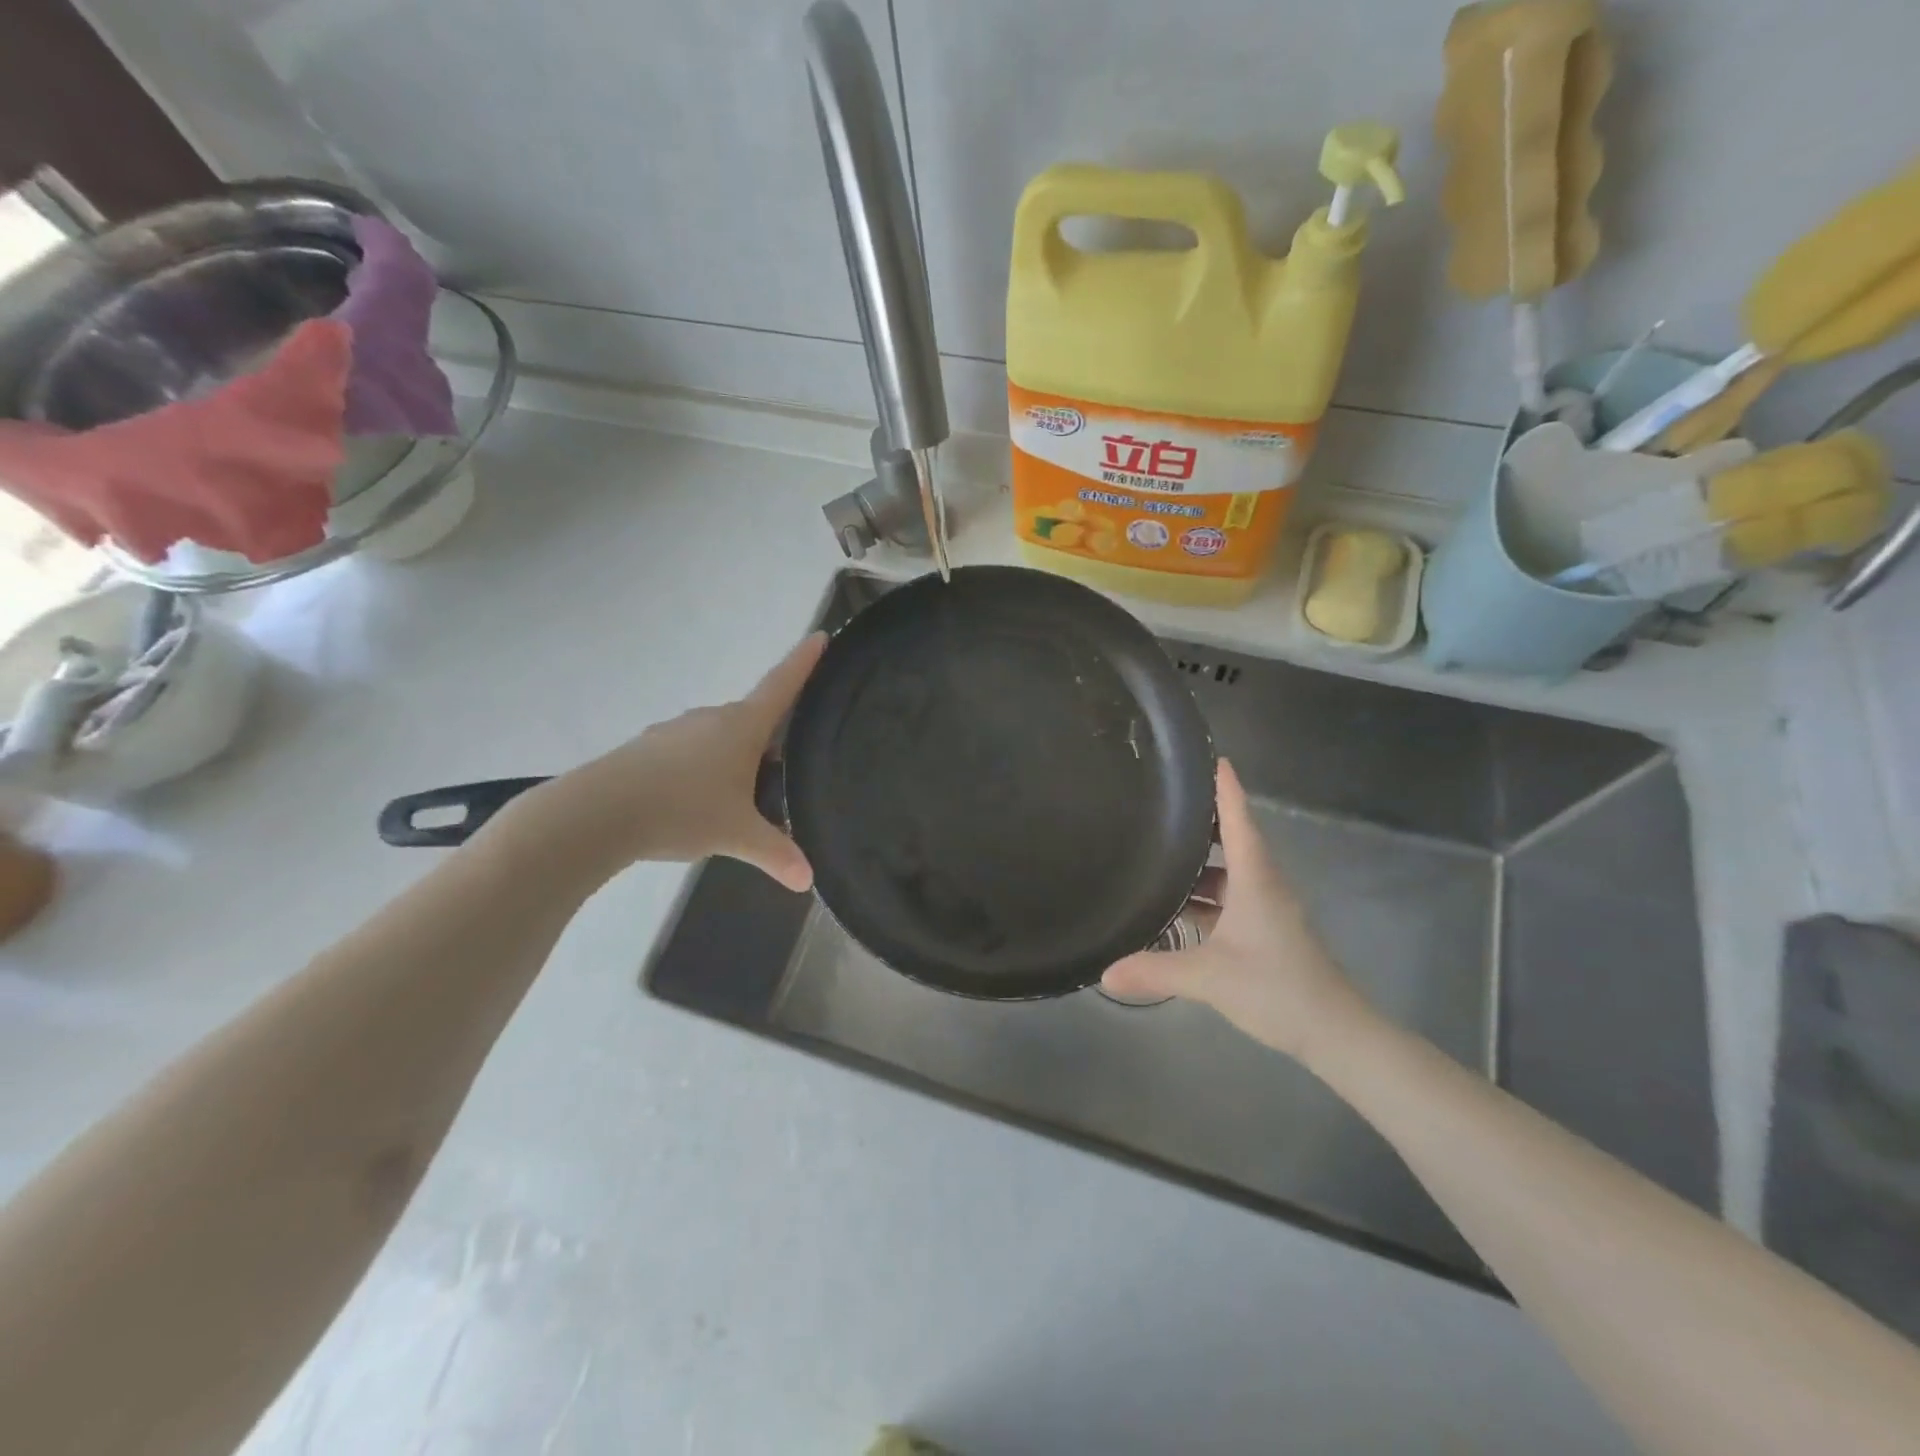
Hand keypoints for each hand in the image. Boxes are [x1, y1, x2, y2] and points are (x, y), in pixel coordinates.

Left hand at [501, 634, 826, 889]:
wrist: (597, 814)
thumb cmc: (682, 810)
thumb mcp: (737, 835)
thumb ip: (776, 854)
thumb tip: (808, 881)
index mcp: (742, 726)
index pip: (782, 684)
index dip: (804, 661)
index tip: (821, 635)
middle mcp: (711, 718)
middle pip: (754, 719)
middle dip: (770, 740)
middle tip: (784, 773)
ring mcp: (676, 730)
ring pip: (720, 738)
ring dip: (735, 759)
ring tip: (738, 801)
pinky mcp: (649, 748)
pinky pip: (690, 752)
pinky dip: (703, 770)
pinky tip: (695, 804)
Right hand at [1101, 759, 1372, 1065]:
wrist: (1335, 1033)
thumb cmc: (1276, 988)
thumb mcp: (1209, 977)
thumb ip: (1155, 971)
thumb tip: (1104, 974)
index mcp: (1255, 878)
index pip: (1238, 818)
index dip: (1224, 787)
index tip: (1208, 756)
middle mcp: (1263, 885)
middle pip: (1232, 839)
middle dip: (1201, 820)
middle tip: (1161, 803)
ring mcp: (1266, 910)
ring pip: (1230, 872)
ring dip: (1199, 863)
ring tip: (1158, 852)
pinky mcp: (1265, 933)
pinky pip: (1230, 899)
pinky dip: (1205, 896)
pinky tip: (1176, 908)